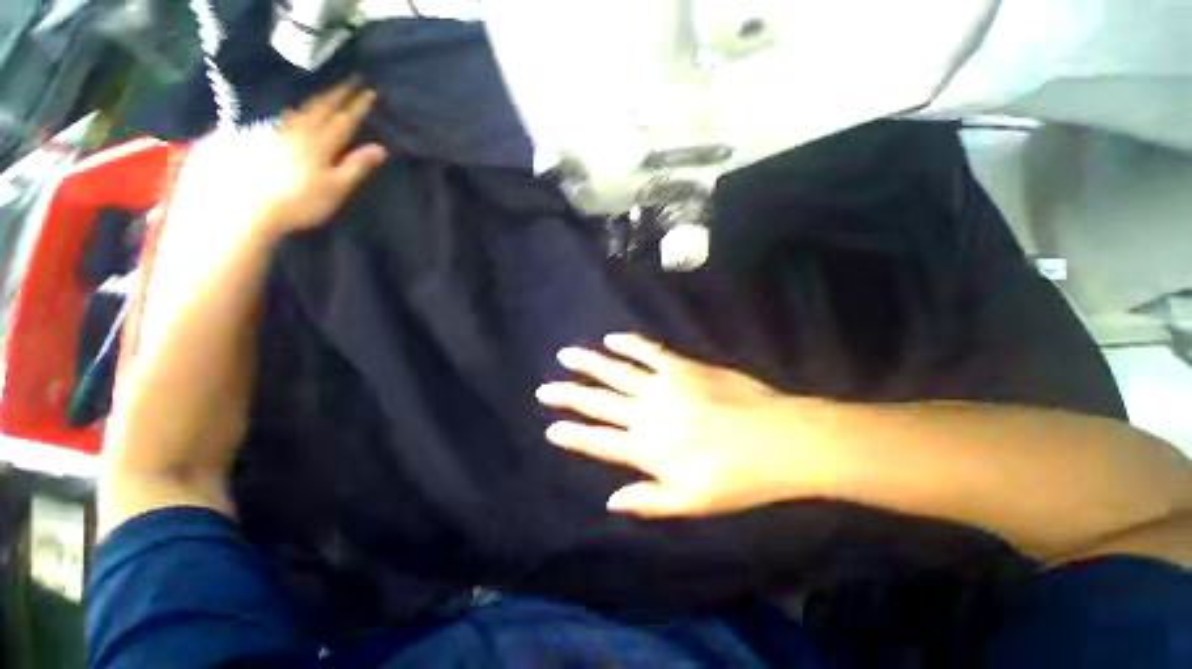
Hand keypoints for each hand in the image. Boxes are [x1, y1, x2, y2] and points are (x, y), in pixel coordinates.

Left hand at [254, 80, 387, 234]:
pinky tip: (296, 111)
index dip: (358, 106)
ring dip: (319, 99)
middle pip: (322, 108)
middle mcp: (303, 133)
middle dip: (338, 94)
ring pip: (305, 111)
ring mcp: (284, 136)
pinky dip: (298, 111)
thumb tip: (380, 148)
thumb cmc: (302, 200)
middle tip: (351, 80)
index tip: (370, 91)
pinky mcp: (270, 143)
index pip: (344, 120)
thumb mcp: (337, 187)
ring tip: (329, 91)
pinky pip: (288, 120)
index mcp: (322, 144)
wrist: (254, 206)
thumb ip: (357, 166)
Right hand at [537, 334, 834, 517]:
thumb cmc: (737, 478)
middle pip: (599, 402)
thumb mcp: (691, 503)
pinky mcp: (681, 367)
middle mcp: (647, 414)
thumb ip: (648, 501)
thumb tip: (611, 501)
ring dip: (589, 363)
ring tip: (567, 355)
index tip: (551, 428)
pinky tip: (612, 338)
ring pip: (616, 372)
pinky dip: (628, 343)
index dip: (573, 435)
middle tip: (545, 388)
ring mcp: (663, 385)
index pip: (599, 441)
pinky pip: (648, 351)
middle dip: (568, 395)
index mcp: (647, 449)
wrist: (778, 439)